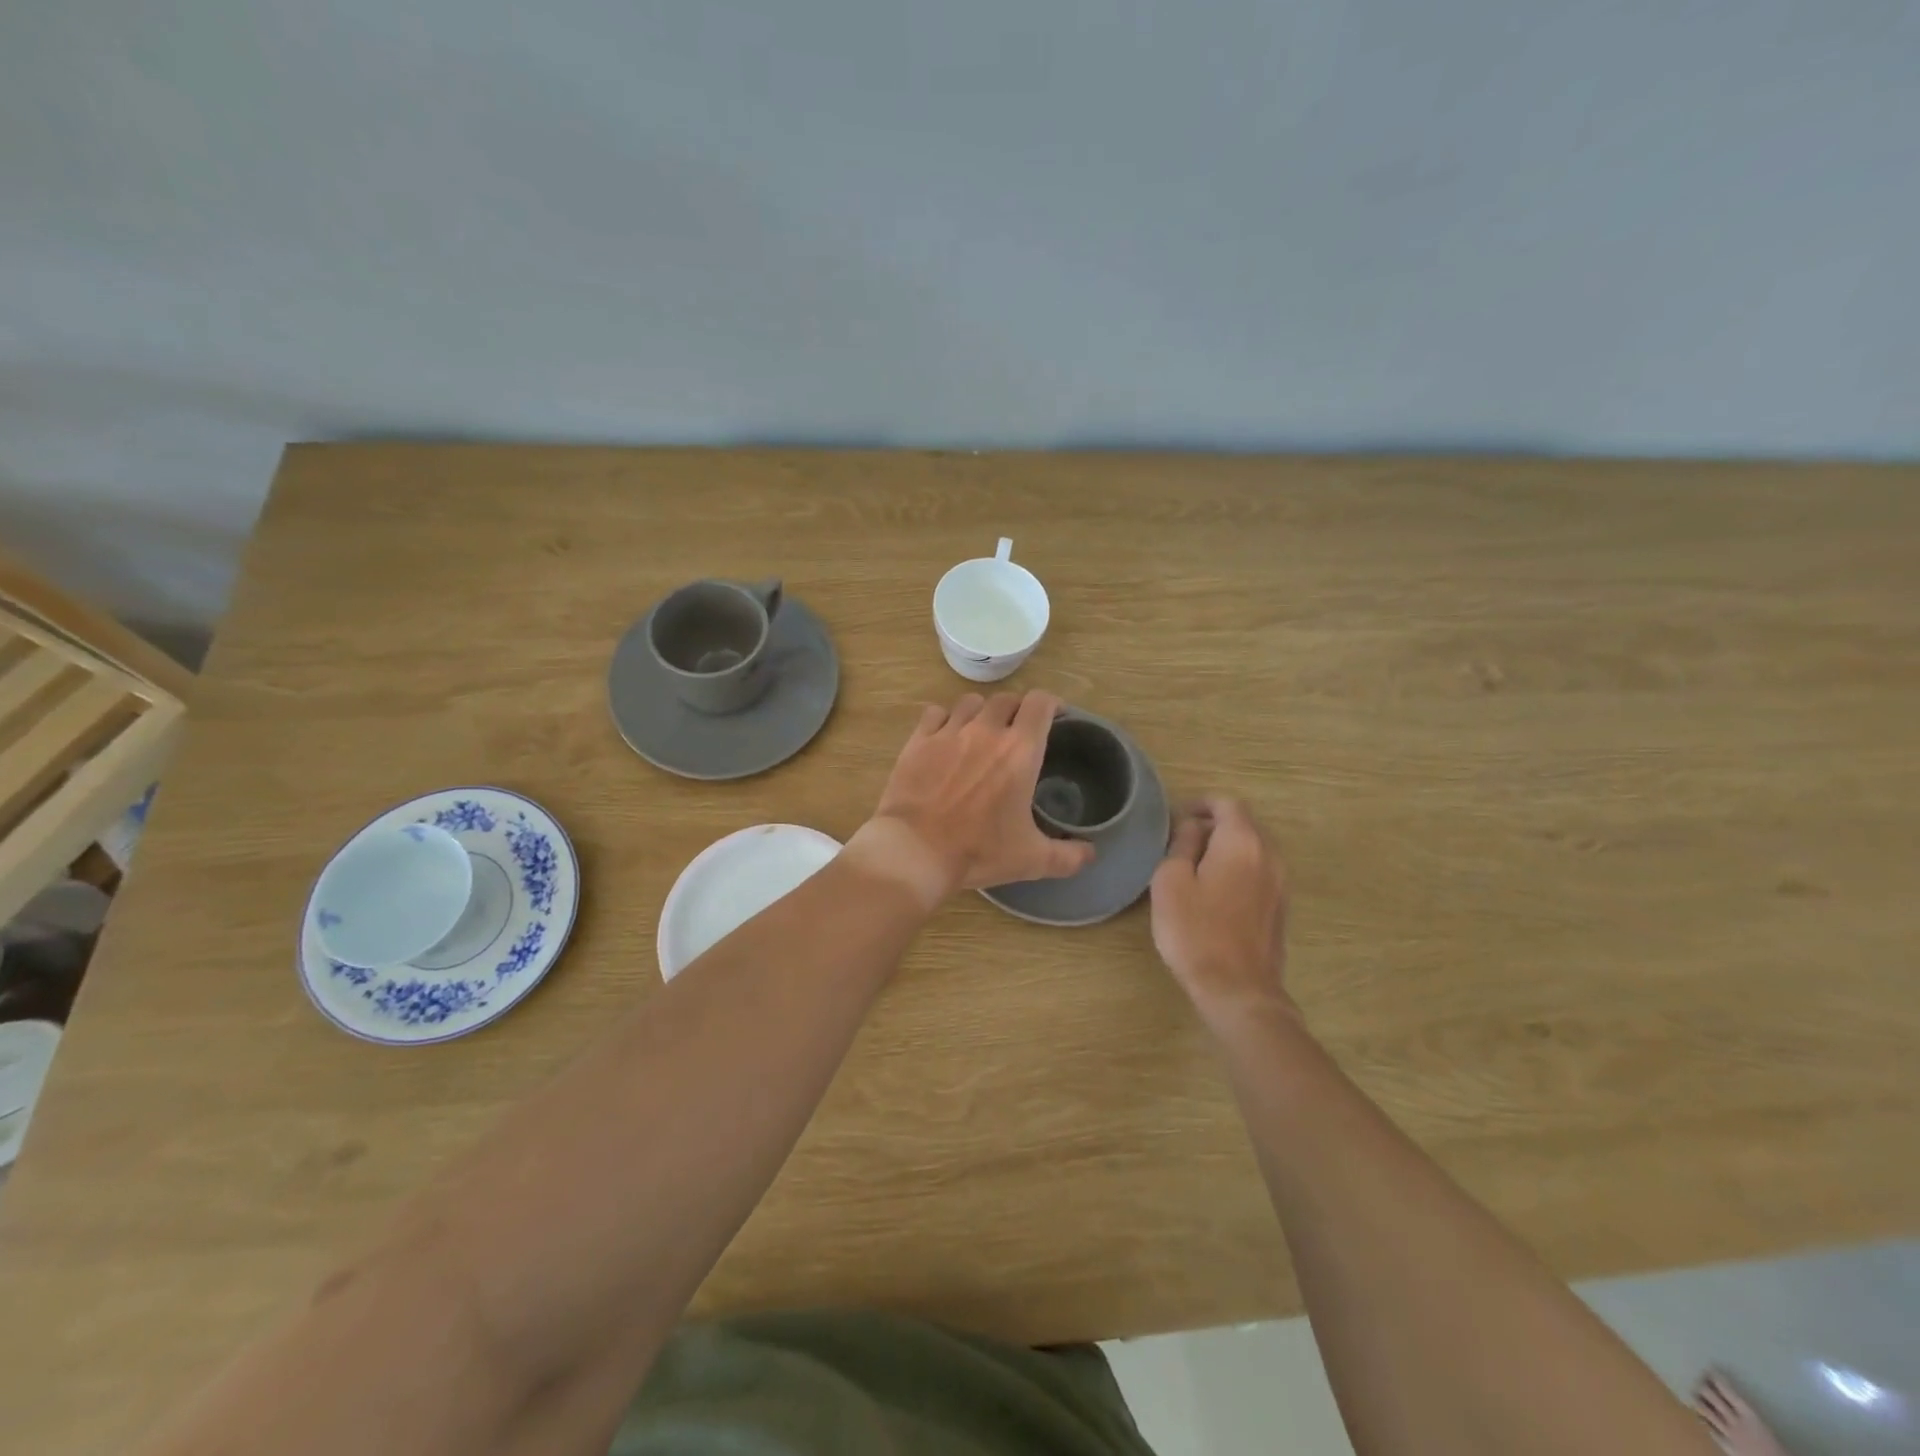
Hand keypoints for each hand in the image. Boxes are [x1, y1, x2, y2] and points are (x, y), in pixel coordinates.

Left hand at [852, 691, 1094, 904]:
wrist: (916, 851)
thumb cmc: (978, 851)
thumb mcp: (1032, 860)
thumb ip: (1068, 856)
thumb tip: (1091, 853)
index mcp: (1020, 751)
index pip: (1040, 703)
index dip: (1051, 704)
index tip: (1055, 716)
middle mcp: (986, 731)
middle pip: (1007, 699)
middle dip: (1017, 709)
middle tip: (1018, 730)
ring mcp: (949, 732)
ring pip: (971, 702)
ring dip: (982, 711)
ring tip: (981, 730)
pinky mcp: (919, 741)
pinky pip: (935, 713)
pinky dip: (945, 719)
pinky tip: (945, 736)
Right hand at [1150, 796, 1296, 1035]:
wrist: (1238, 990)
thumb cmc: (1195, 932)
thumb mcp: (1171, 882)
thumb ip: (1182, 844)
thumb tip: (1194, 828)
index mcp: (1242, 842)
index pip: (1228, 804)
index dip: (1202, 804)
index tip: (1179, 816)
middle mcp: (1269, 855)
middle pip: (1245, 823)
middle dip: (1216, 824)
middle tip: (1184, 839)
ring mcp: (1280, 883)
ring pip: (1254, 848)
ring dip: (1228, 847)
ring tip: (1198, 864)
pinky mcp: (1281, 907)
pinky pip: (1260, 871)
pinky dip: (1240, 867)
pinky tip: (1217, 889)